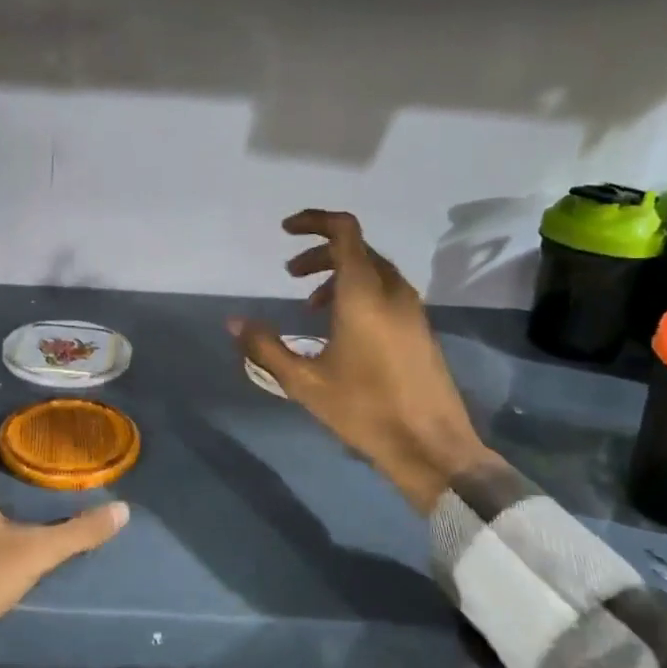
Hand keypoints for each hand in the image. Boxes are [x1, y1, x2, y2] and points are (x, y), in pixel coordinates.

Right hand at [231, 209, 487, 511]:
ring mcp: (412, 309)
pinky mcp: (420, 328)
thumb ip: (266, 348)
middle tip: (290, 274)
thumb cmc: (365, 410)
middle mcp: (392, 291)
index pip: (344, 231)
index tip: (285, 229)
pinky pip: (386, 291)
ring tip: (311, 305)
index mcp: (365, 293)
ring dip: (339, 274)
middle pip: (356, 248)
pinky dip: (358, 291)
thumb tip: (234, 322)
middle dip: (320, 253)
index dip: (314, 221)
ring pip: (373, 270)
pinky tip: (341, 328)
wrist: (432, 446)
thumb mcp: (305, 382)